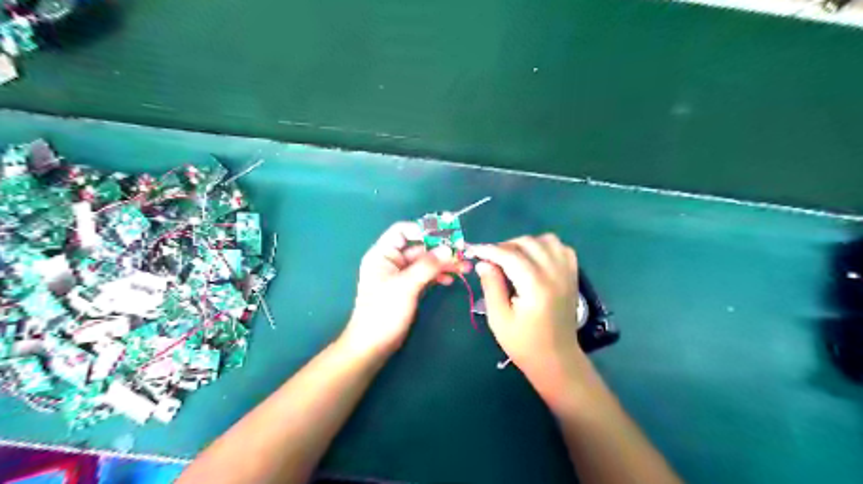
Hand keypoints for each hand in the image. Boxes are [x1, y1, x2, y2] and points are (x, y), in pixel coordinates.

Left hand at [340, 221, 469, 353]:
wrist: (373, 345)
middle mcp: (391, 261)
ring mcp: (400, 275)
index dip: (423, 230)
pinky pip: (425, 275)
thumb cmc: (384, 312)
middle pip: (418, 247)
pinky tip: (450, 280)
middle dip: (440, 250)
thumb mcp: (406, 286)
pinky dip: (438, 276)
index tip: (446, 235)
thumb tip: (449, 249)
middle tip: (462, 254)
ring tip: (464, 268)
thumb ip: (427, 266)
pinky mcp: (408, 288)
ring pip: (425, 262)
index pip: (402, 231)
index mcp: (383, 254)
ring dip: (443, 263)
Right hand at [469, 237, 582, 382]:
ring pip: (546, 240)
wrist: (556, 359)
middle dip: (505, 246)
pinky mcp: (573, 276)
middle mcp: (555, 274)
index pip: (510, 256)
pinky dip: (546, 247)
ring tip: (513, 257)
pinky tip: (535, 258)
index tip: (474, 250)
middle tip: (491, 259)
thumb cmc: (524, 343)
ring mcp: (567, 273)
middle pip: (528, 243)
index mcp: (536, 287)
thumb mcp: (499, 318)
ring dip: (526, 244)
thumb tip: (483, 262)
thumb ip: (491, 286)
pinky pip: (561, 248)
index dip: (489, 250)